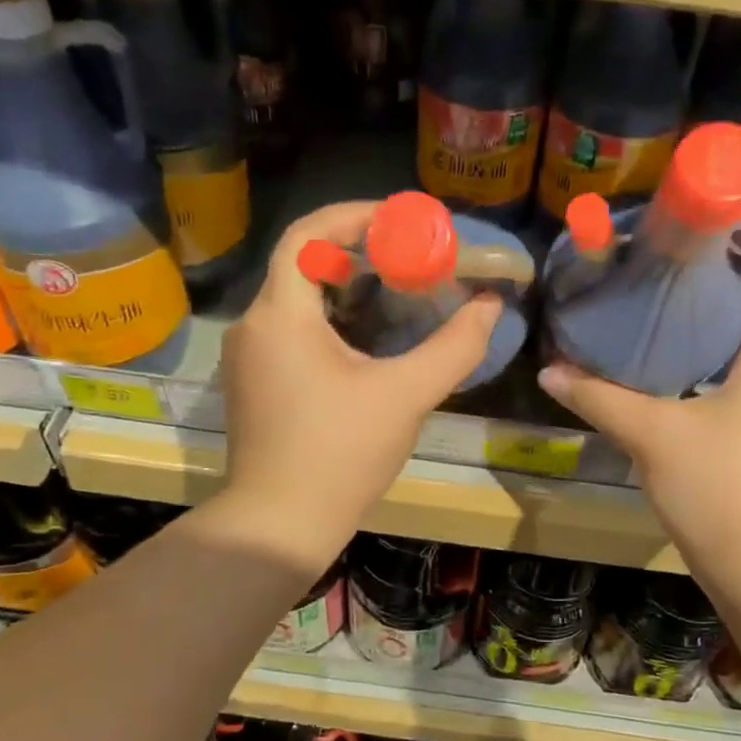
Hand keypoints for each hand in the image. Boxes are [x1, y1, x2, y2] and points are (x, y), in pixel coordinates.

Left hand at [219, 202, 501, 555]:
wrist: (279, 524)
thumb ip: (454, 347)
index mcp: (281, 315)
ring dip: (345, 287)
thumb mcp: (407, 396)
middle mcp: (255, 324)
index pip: (306, 235)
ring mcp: (249, 356)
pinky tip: (369, 338)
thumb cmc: (340, 454)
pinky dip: (330, 318)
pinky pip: (292, 328)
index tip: (399, 219)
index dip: (352, 215)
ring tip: (397, 291)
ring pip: (297, 297)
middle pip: (303, 263)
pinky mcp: (255, 381)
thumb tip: (491, 306)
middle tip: (409, 256)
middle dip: (358, 252)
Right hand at [537, 259, 740, 561]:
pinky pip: (734, 369)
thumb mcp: (651, 433)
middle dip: (714, 276)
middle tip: (659, 256)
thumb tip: (550, 368)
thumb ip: (598, 396)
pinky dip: (703, 352)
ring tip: (653, 295)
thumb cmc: (718, 486)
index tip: (697, 224)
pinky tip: (660, 356)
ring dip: (707, 316)